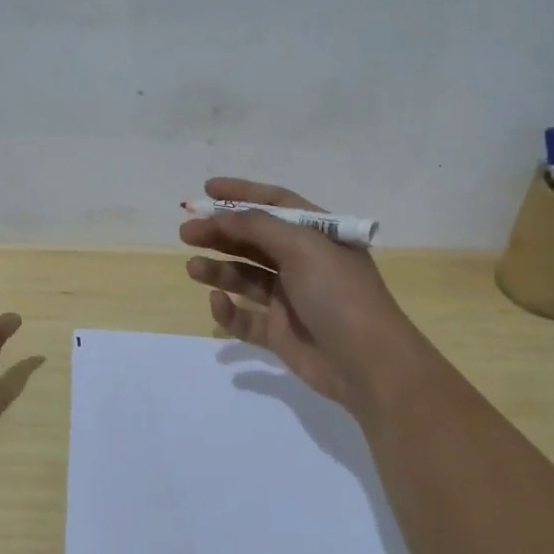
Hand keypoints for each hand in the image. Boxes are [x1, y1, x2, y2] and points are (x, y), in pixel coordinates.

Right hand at [181, 177, 426, 408]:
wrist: (367, 363)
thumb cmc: (339, 293)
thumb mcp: (302, 247)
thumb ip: (258, 227)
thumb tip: (221, 216)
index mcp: (317, 235)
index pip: (276, 204)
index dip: (242, 194)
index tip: (207, 190)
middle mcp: (303, 262)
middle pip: (254, 240)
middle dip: (220, 233)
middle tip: (186, 232)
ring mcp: (290, 299)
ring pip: (245, 277)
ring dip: (218, 269)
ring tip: (193, 268)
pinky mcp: (279, 332)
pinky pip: (246, 318)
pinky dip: (229, 311)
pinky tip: (217, 303)